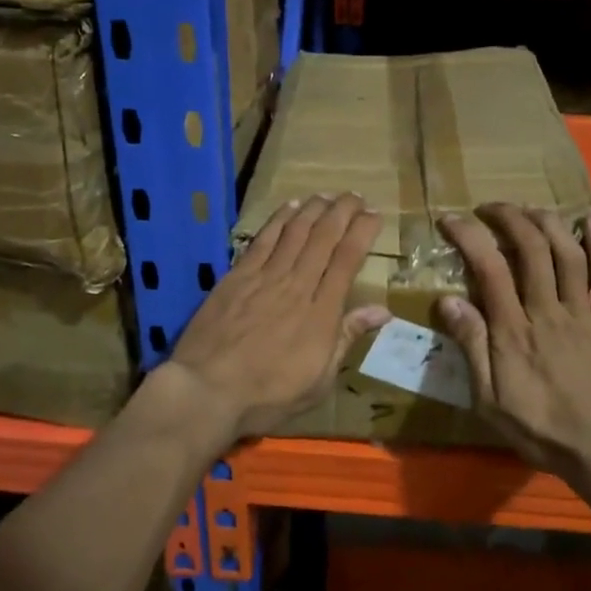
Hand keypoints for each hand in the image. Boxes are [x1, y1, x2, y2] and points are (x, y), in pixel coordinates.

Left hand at [168, 194, 391, 440]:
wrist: (207, 391)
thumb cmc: (269, 395)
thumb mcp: (319, 380)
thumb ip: (348, 338)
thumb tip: (383, 310)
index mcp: (322, 312)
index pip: (348, 259)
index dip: (363, 232)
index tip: (374, 215)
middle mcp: (297, 285)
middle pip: (324, 238)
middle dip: (343, 212)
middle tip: (356, 196)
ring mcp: (265, 278)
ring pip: (295, 232)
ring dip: (314, 210)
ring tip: (327, 195)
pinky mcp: (237, 277)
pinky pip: (262, 240)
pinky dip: (279, 220)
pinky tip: (290, 208)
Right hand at [437, 204, 590, 486]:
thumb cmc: (544, 430)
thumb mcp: (491, 401)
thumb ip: (471, 347)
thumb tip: (447, 300)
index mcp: (514, 330)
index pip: (489, 267)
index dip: (469, 236)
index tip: (451, 219)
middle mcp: (548, 310)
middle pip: (531, 248)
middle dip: (509, 218)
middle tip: (490, 207)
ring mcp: (584, 313)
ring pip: (568, 253)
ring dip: (548, 222)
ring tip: (530, 207)